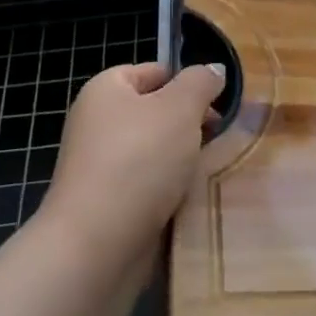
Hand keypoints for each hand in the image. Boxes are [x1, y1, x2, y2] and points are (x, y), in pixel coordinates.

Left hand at [41, 62, 224, 260]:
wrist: (96, 245)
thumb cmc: (139, 160)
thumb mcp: (181, 107)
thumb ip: (201, 82)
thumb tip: (213, 70)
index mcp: (105, 90)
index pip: (154, 72)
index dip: (188, 83)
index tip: (217, 105)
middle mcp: (97, 123)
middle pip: (157, 113)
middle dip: (190, 125)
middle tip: (218, 138)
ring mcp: (100, 167)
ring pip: (157, 153)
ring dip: (184, 161)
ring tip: (208, 170)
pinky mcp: (107, 205)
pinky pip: (149, 187)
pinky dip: (170, 191)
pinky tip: (190, 199)